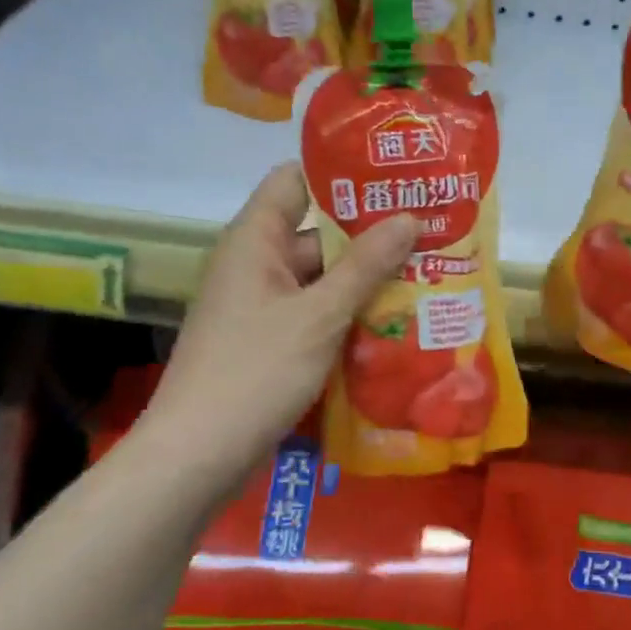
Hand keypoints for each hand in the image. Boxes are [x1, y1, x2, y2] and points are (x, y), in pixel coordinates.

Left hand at [147, 162, 416, 476]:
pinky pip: (315, 316)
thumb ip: (366, 266)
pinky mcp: (270, 343)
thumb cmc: (256, 371)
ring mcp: (261, 307)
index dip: (341, 174)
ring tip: (428, 278)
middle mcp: (255, 265)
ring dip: (366, 283)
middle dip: (371, 237)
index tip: (395, 179)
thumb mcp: (319, 315)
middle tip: (432, 236)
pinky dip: (349, 317)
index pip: (295, 181)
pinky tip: (396, 326)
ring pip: (321, 281)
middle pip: (317, 234)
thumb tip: (409, 217)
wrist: (199, 454)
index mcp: (255, 240)